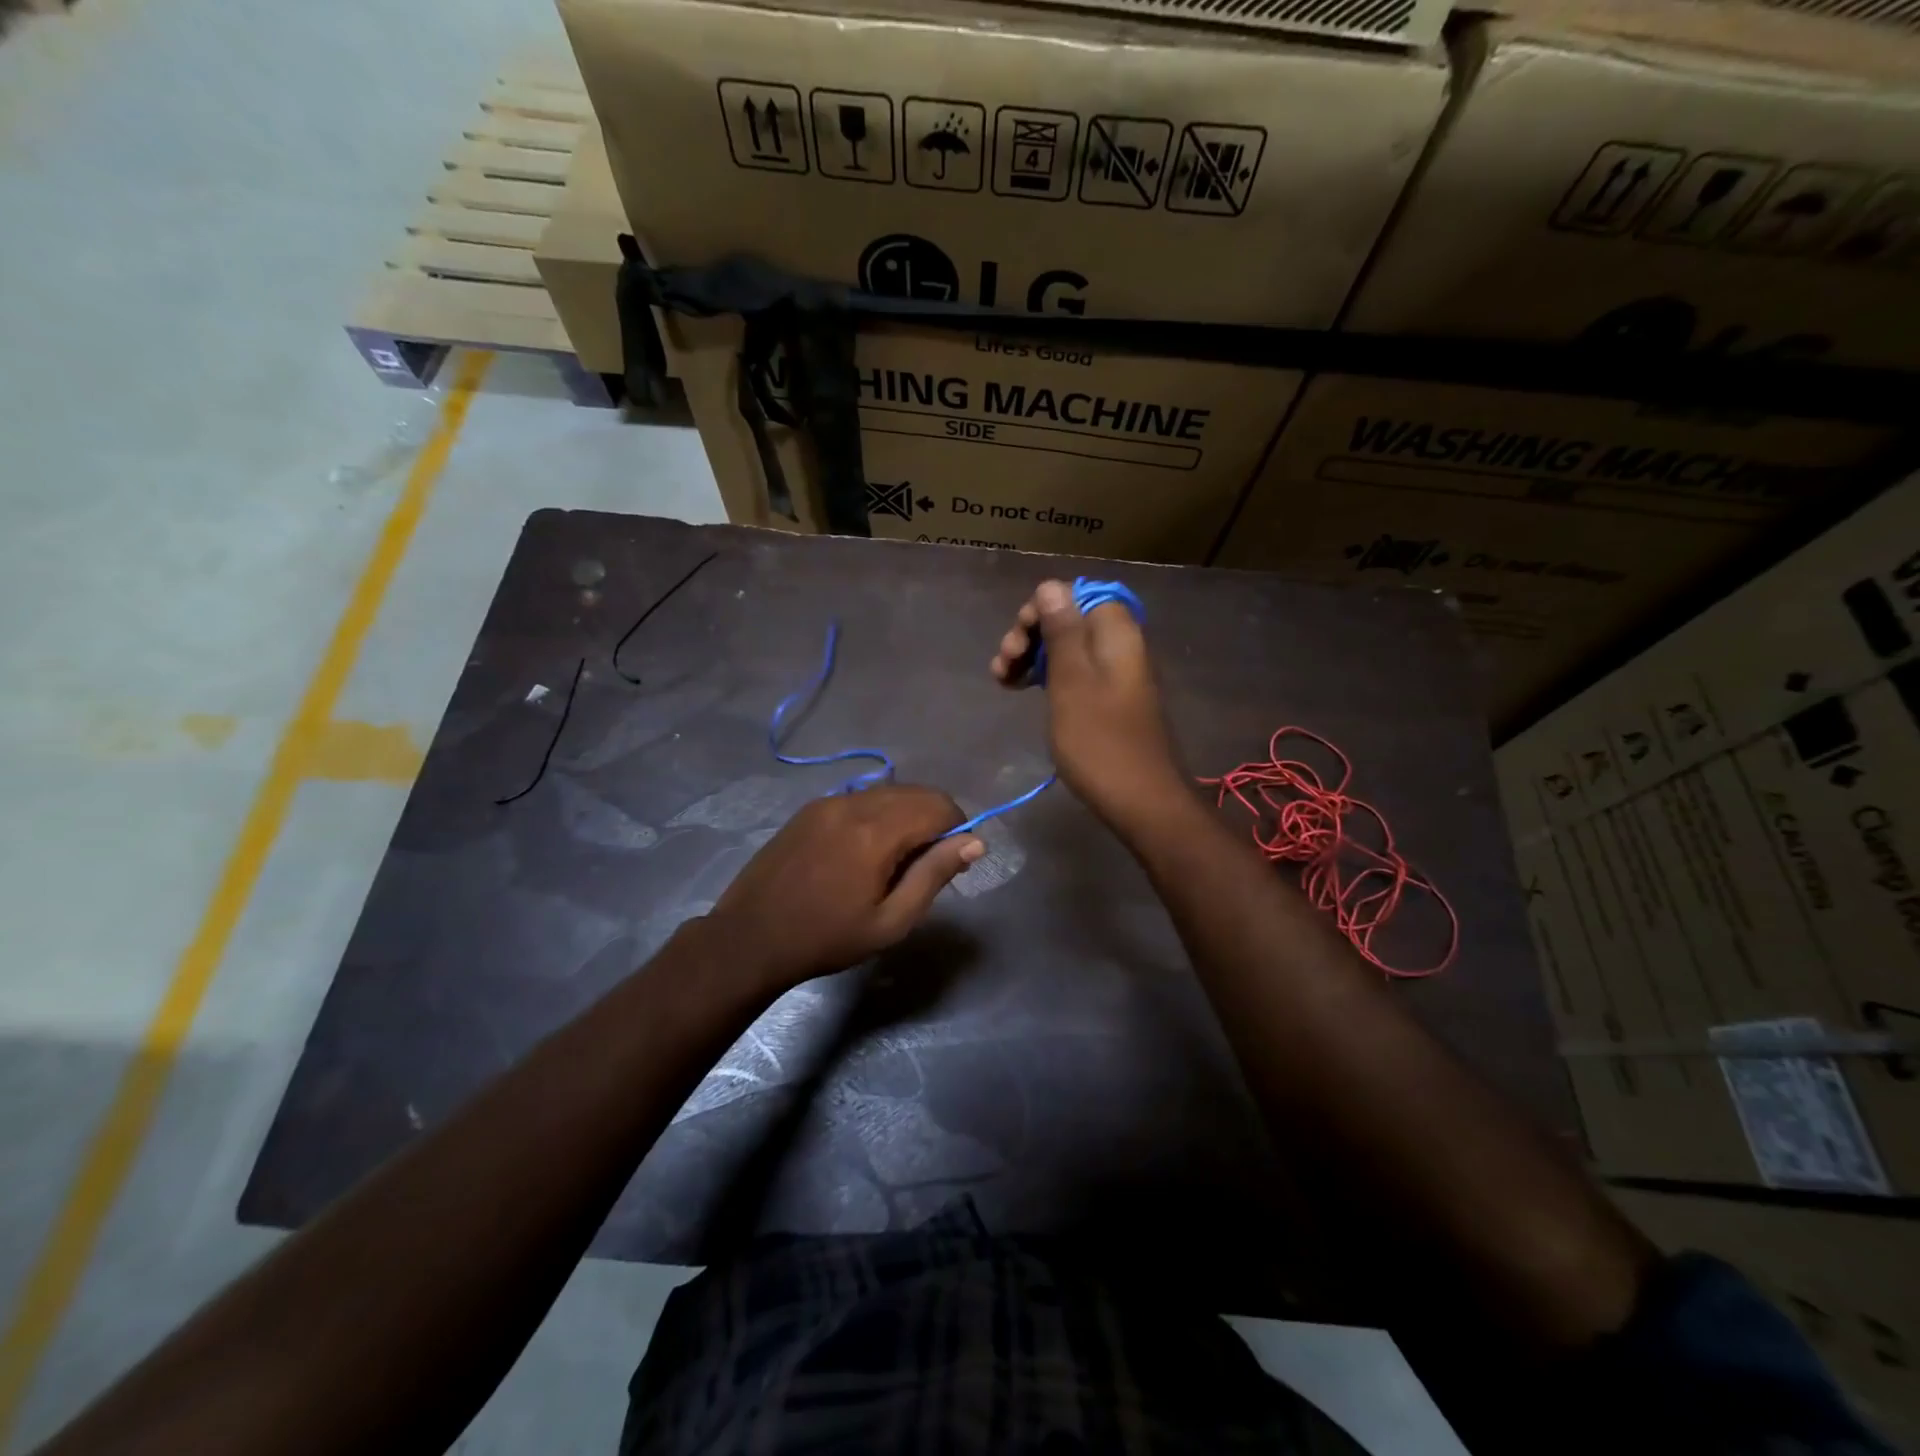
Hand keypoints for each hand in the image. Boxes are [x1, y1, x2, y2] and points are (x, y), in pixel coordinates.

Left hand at [708, 785, 982, 992]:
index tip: (950, 861)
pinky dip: (878, 814)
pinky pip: (860, 798)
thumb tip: (975, 842)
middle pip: (915, 792)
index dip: (957, 828)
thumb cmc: (826, 938)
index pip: (939, 805)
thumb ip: (934, 875)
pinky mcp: (810, 808)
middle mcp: (854, 803)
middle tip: (924, 864)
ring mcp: (828, 801)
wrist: (750, 937)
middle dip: (934, 819)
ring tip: (894, 860)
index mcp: (877, 832)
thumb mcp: (890, 921)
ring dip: (906, 815)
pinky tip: (863, 851)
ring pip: (888, 792)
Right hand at [990, 580, 1185, 827]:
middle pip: (1068, 620)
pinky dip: (1047, 678)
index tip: (1017, 641)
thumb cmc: (1100, 741)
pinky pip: (1075, 673)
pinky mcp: (1109, 699)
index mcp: (1116, 632)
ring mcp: (1116, 674)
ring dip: (1032, 658)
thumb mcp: (1071, 682)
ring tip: (1002, 681)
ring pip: (1067, 648)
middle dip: (1030, 636)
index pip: (1074, 594)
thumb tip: (1051, 585)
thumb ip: (1061, 631)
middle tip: (1004, 665)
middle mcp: (1120, 645)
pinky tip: (1022, 691)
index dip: (1040, 609)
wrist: (1140, 800)